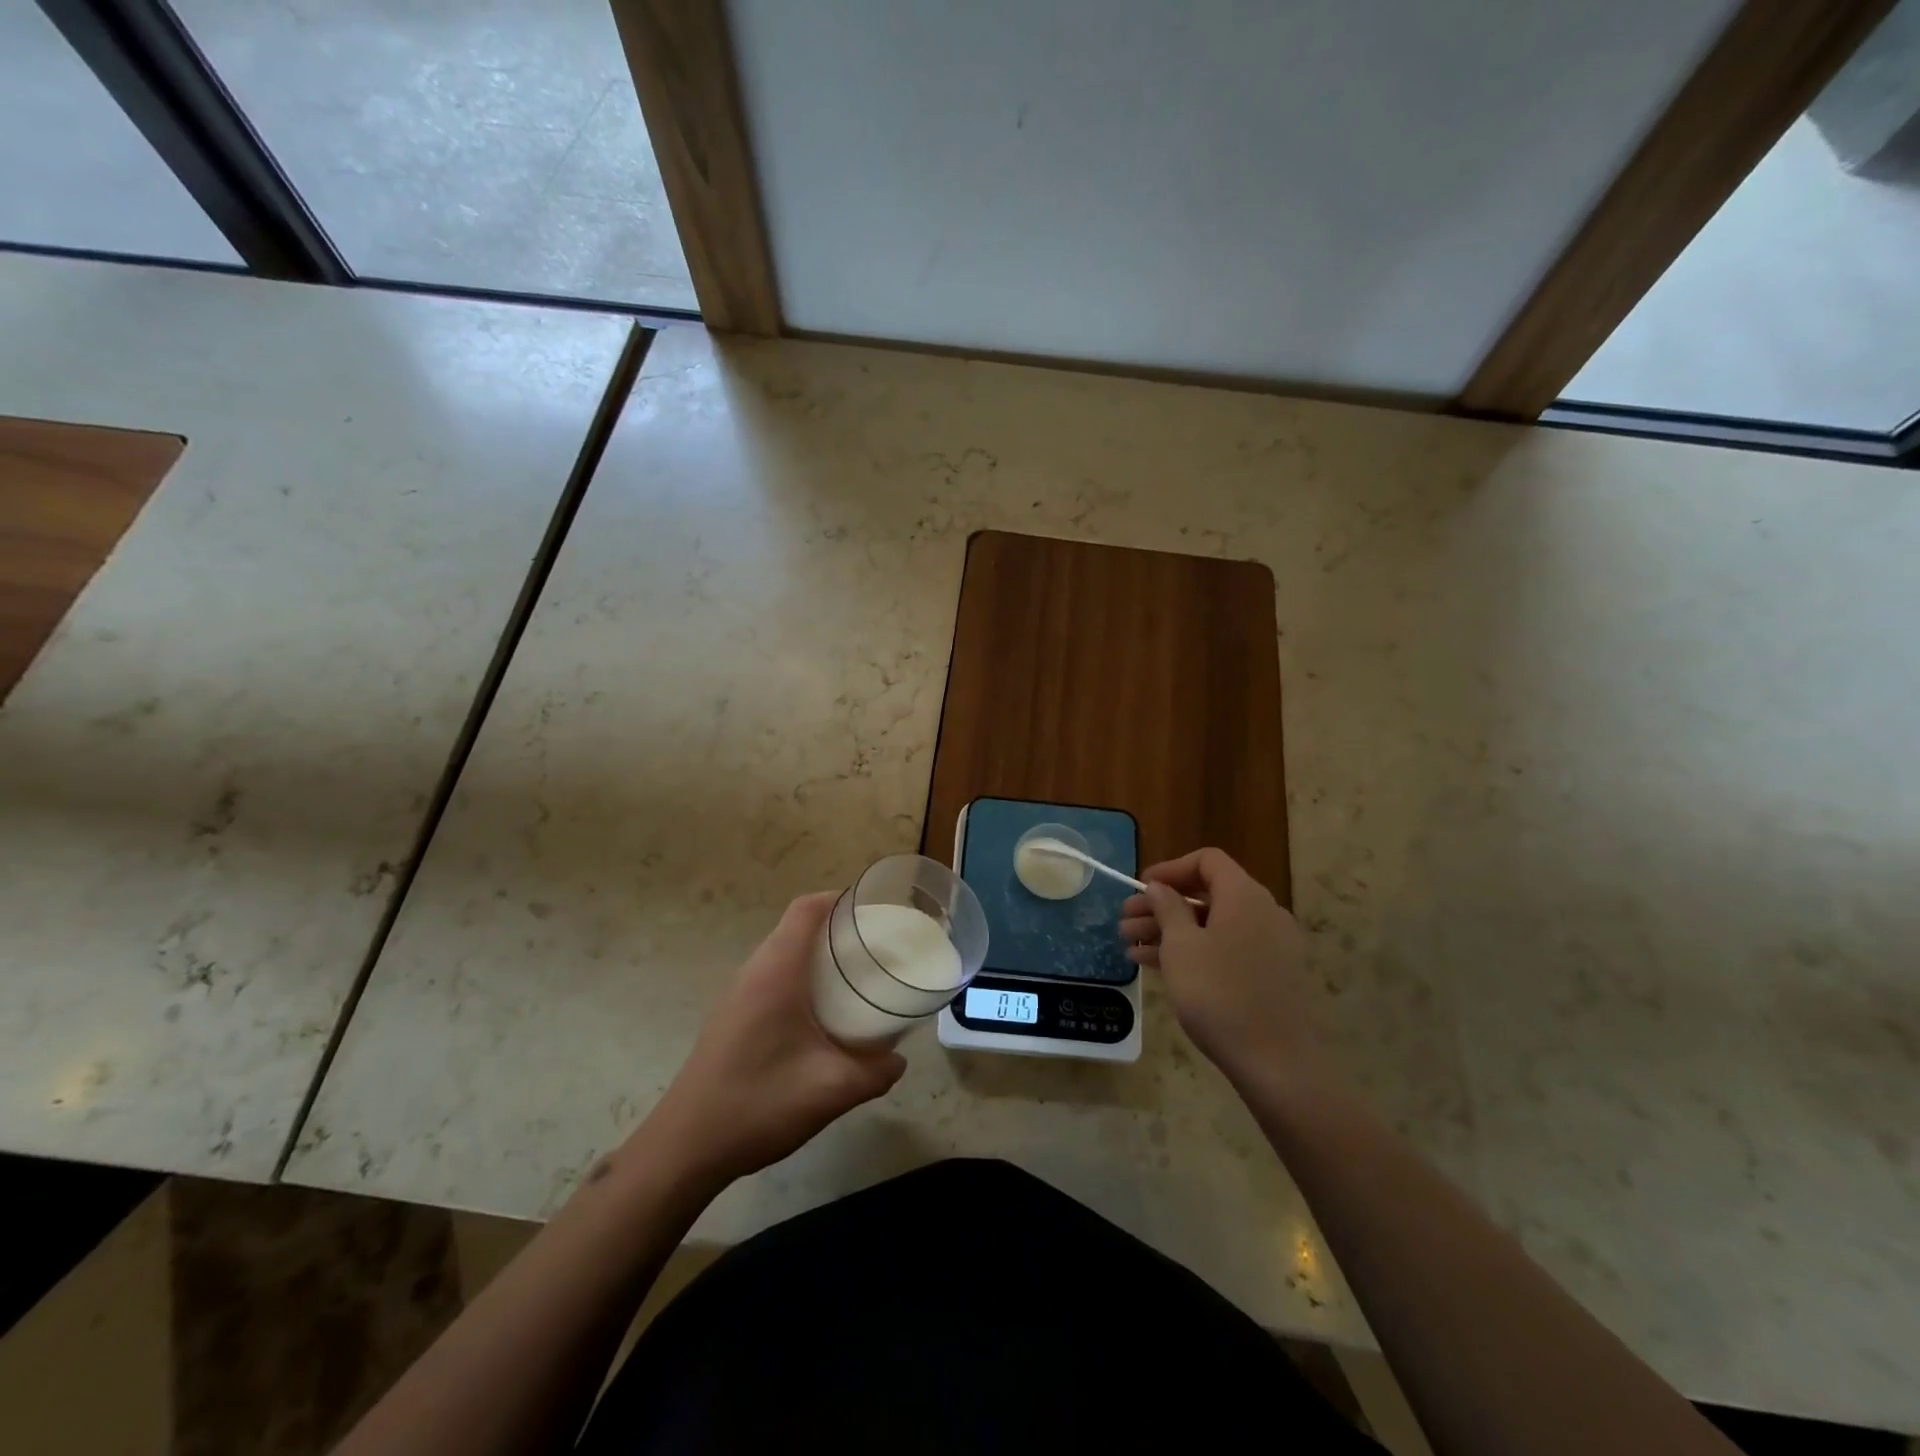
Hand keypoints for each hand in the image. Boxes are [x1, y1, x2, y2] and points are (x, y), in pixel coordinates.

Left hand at [645, 893, 905, 1186]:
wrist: (685, 1148)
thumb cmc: (758, 1104)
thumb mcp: (830, 1090)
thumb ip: (874, 1072)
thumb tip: (899, 1059)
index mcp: (777, 971)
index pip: (806, 909)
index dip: (840, 899)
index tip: (875, 911)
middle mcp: (755, 972)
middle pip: (798, 928)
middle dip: (838, 928)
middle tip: (877, 947)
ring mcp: (739, 995)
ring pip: (785, 954)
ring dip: (820, 956)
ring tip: (857, 977)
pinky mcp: (733, 1017)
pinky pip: (774, 978)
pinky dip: (803, 979)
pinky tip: (824, 1015)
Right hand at [1119, 848, 1324, 1094]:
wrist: (1279, 1064)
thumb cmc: (1221, 995)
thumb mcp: (1182, 947)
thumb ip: (1169, 908)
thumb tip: (1161, 887)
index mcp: (1244, 896)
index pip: (1207, 861)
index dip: (1170, 868)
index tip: (1140, 887)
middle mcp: (1263, 913)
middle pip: (1207, 895)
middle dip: (1162, 906)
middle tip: (1124, 921)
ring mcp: (1270, 946)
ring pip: (1213, 926)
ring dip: (1170, 932)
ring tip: (1130, 948)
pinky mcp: (1270, 976)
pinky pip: (1226, 950)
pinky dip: (1193, 952)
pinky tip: (1158, 968)